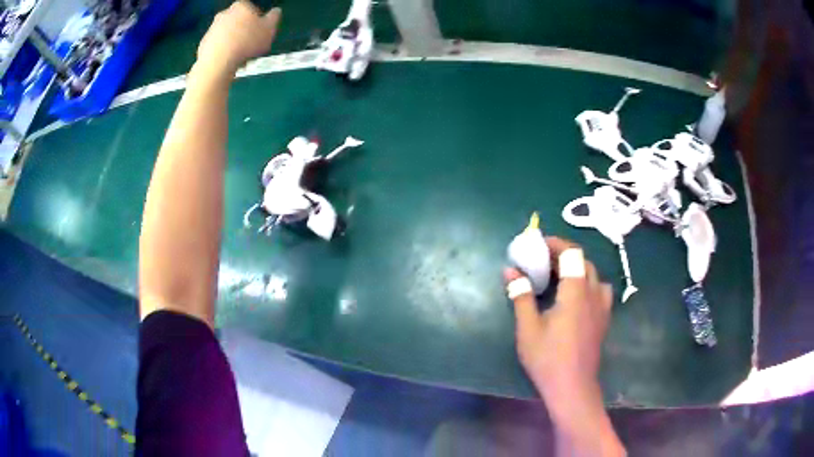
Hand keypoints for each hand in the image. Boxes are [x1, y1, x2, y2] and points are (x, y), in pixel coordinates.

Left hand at [197, 2, 280, 73]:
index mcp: (241, 6)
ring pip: (228, 35)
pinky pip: (218, 47)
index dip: (258, 22)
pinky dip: (224, 53)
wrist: (218, 62)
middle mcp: (224, 13)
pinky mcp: (203, 44)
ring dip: (235, 44)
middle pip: (238, 22)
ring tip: (242, 58)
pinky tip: (230, 62)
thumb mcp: (269, 29)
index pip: (252, 10)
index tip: (261, 33)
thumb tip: (275, 11)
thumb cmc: (247, 42)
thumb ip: (274, 17)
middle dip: (244, 32)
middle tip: (252, 46)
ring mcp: (212, 29)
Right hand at [505, 237, 623, 455]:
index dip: (556, 243)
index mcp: (576, 291)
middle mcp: (593, 293)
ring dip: (577, 269)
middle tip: (543, 261)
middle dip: (564, 255)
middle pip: (584, 261)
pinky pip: (599, 290)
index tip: (538, 244)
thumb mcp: (528, 328)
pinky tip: (575, 298)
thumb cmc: (548, 358)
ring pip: (594, 275)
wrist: (572, 387)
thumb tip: (510, 271)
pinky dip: (587, 284)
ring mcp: (602, 307)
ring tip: (560, 277)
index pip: (572, 253)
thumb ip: (521, 296)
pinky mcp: (603, 319)